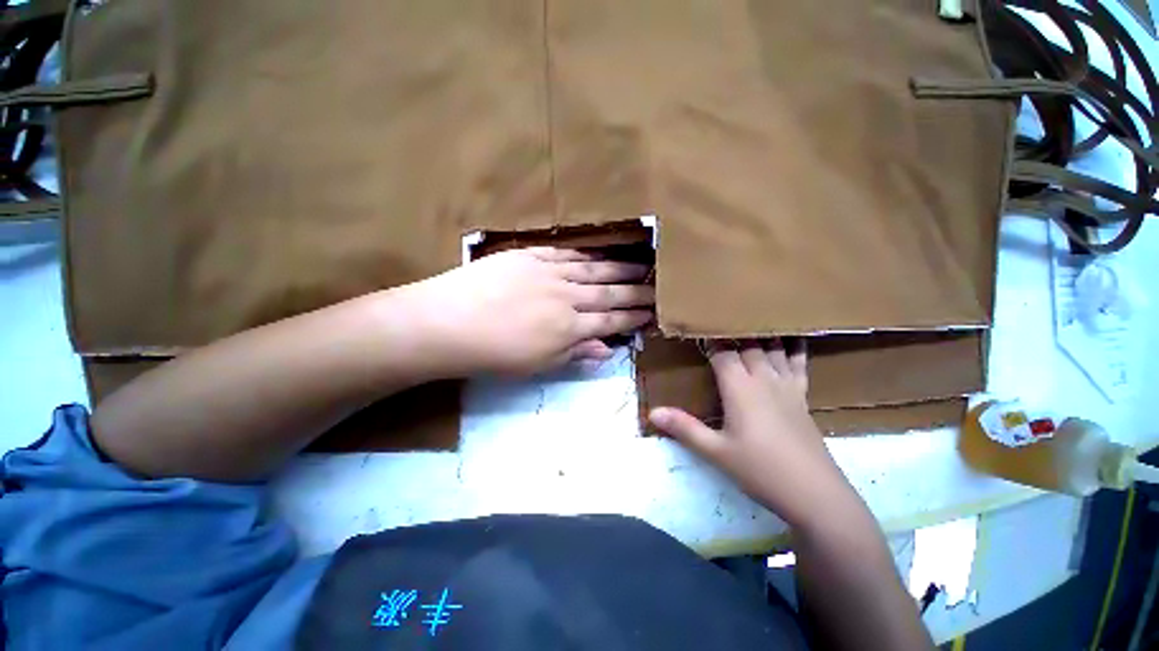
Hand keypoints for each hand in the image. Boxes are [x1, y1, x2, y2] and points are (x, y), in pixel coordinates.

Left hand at [400, 247, 652, 375]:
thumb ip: (574, 354)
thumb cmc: (493, 354)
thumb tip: (605, 348)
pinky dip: (584, 255)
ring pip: (591, 270)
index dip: (632, 316)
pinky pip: (564, 254)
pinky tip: (597, 255)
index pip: (610, 320)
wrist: (447, 323)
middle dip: (635, 291)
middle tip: (657, 287)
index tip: (652, 312)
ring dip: (618, 269)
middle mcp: (565, 297)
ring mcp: (547, 273)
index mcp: (568, 328)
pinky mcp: (528, 256)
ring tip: (639, 266)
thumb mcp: (537, 365)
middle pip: (608, 293)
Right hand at [649, 339, 856, 527]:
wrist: (814, 493)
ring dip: (761, 333)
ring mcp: (786, 386)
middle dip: (732, 331)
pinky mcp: (802, 396)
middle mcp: (763, 379)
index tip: (698, 326)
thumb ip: (684, 428)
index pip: (722, 353)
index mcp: (740, 388)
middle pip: (747, 345)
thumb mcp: (716, 451)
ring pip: (772, 349)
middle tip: (719, 319)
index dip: (710, 339)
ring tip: (751, 317)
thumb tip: (652, 412)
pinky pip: (798, 364)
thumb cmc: (760, 470)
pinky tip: (795, 337)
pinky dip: (794, 348)